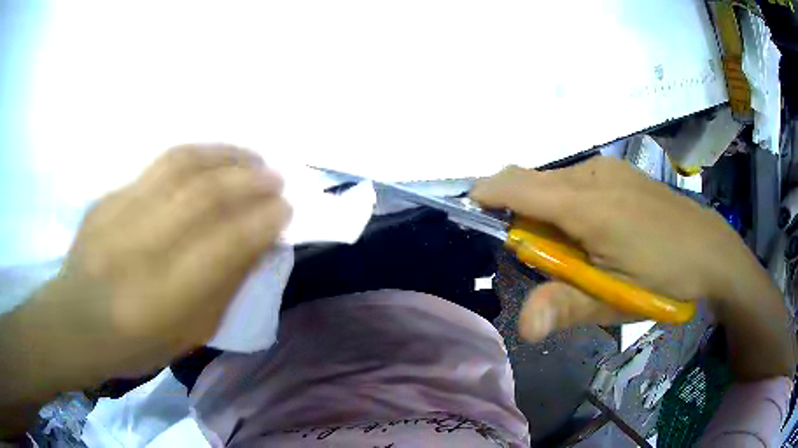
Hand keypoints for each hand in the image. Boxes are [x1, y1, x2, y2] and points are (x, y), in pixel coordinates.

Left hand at [5, 145, 290, 392]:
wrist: (74, 321)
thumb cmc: (134, 345)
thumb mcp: (187, 335)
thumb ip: (222, 290)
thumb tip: (255, 245)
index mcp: (164, 299)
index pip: (225, 245)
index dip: (262, 222)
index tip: (286, 210)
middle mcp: (140, 249)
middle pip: (205, 197)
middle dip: (250, 182)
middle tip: (276, 179)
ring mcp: (119, 215)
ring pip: (181, 167)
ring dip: (225, 156)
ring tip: (251, 157)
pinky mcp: (109, 197)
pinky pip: (158, 165)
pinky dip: (195, 156)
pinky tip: (212, 158)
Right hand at [471, 158, 792, 379]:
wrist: (712, 249)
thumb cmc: (664, 278)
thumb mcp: (614, 300)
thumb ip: (566, 307)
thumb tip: (523, 327)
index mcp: (587, 205)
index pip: (517, 186)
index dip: (487, 195)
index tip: (474, 216)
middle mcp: (591, 174)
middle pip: (531, 179)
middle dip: (517, 210)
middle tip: (537, 255)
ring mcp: (608, 168)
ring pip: (554, 180)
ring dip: (545, 208)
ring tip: (572, 249)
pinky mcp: (619, 170)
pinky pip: (575, 179)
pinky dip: (565, 201)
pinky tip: (593, 231)